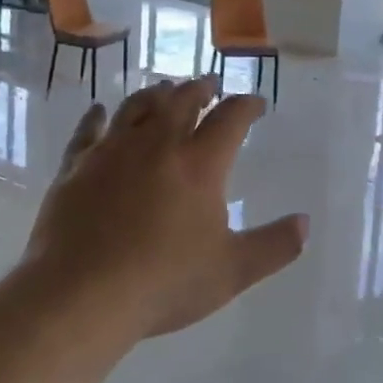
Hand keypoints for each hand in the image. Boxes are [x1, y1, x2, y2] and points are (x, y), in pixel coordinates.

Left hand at [24, 76, 308, 338]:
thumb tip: (305, 223)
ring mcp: (112, 150)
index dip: (247, 105)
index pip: (230, 118)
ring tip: (165, 90)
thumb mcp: (231, 272)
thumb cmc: (163, 283)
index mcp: (200, 164)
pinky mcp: (77, 165)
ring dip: (156, 93)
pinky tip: (98, 111)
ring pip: (138, 106)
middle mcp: (157, 144)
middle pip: (182, 100)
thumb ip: (273, 246)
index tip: (256, 104)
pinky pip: (88, 129)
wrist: (81, 296)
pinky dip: (96, 116)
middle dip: (201, 88)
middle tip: (210, 86)